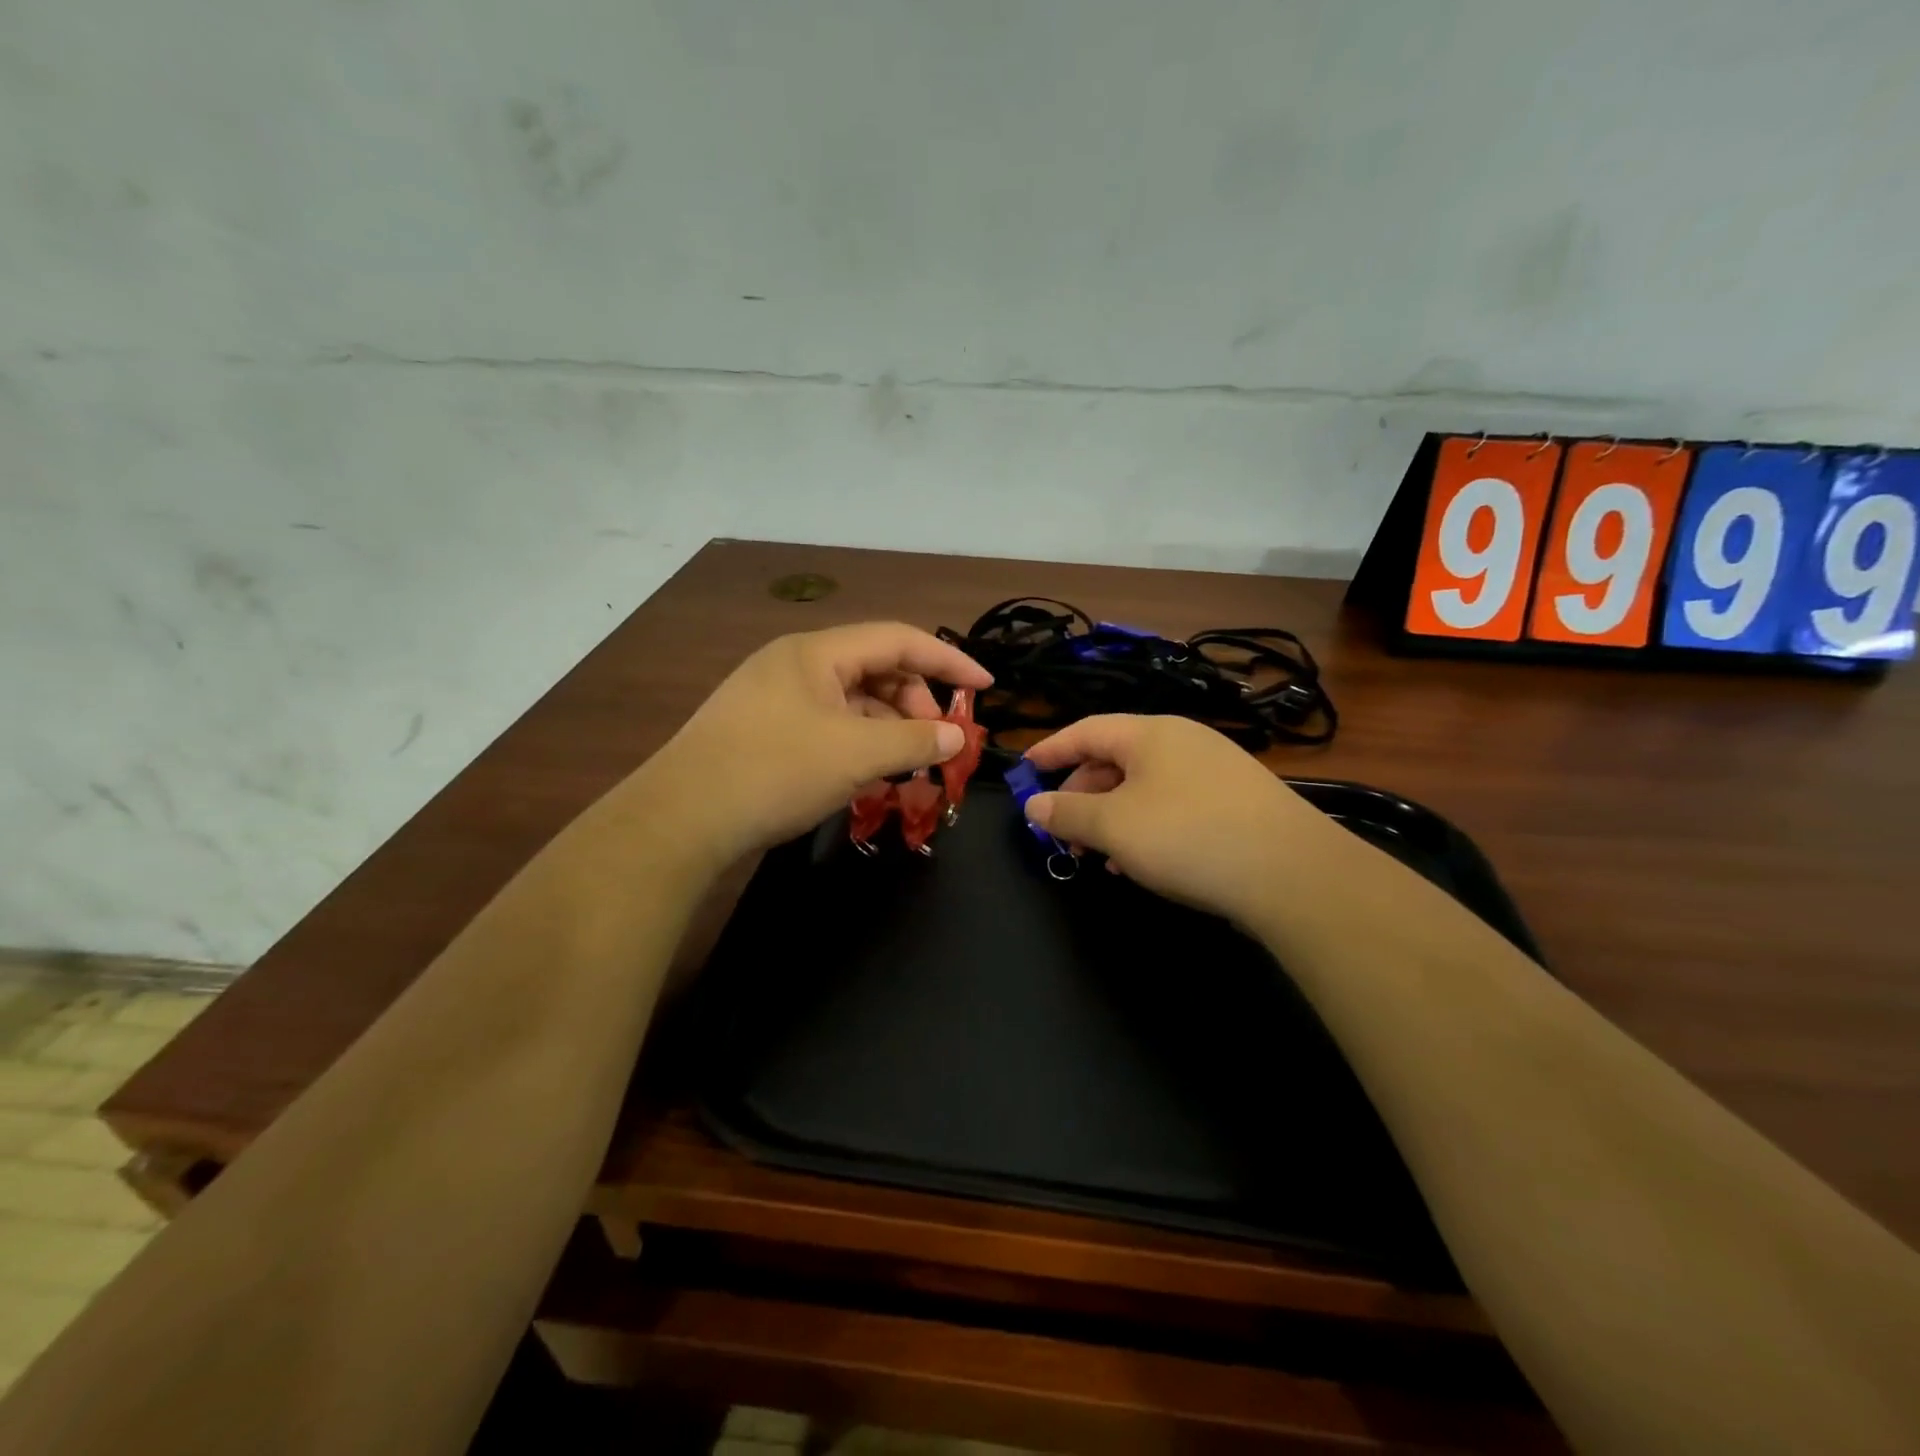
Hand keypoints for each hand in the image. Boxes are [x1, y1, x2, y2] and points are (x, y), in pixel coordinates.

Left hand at [641, 622, 991, 867]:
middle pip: (875, 667)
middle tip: (937, 742)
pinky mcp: (763, 729)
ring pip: (851, 700)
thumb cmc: (774, 771)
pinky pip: (828, 723)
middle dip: (916, 700)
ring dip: (887, 725)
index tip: (985, 686)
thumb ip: (913, 740)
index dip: (948, 660)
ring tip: (906, 764)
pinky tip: (867, 773)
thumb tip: (955, 737)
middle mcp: (796, 664)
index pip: (898, 639)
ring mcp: (775, 696)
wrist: (680, 819)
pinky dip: (857, 741)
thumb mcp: (855, 754)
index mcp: (817, 652)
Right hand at [1023, 715, 1340, 925]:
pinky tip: (1142, 864)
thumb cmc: (1188, 836)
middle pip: (1114, 759)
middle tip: (1062, 831)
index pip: (1085, 730)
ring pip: (1144, 787)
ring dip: (1112, 818)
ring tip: (1099, 856)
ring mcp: (1214, 770)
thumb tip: (1033, 804)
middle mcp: (1183, 741)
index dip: (1050, 750)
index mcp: (1150, 733)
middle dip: (1081, 795)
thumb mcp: (1114, 826)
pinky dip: (1146, 828)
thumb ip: (1067, 812)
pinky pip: (1173, 806)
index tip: (1025, 771)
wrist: (1292, 872)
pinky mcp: (1235, 802)